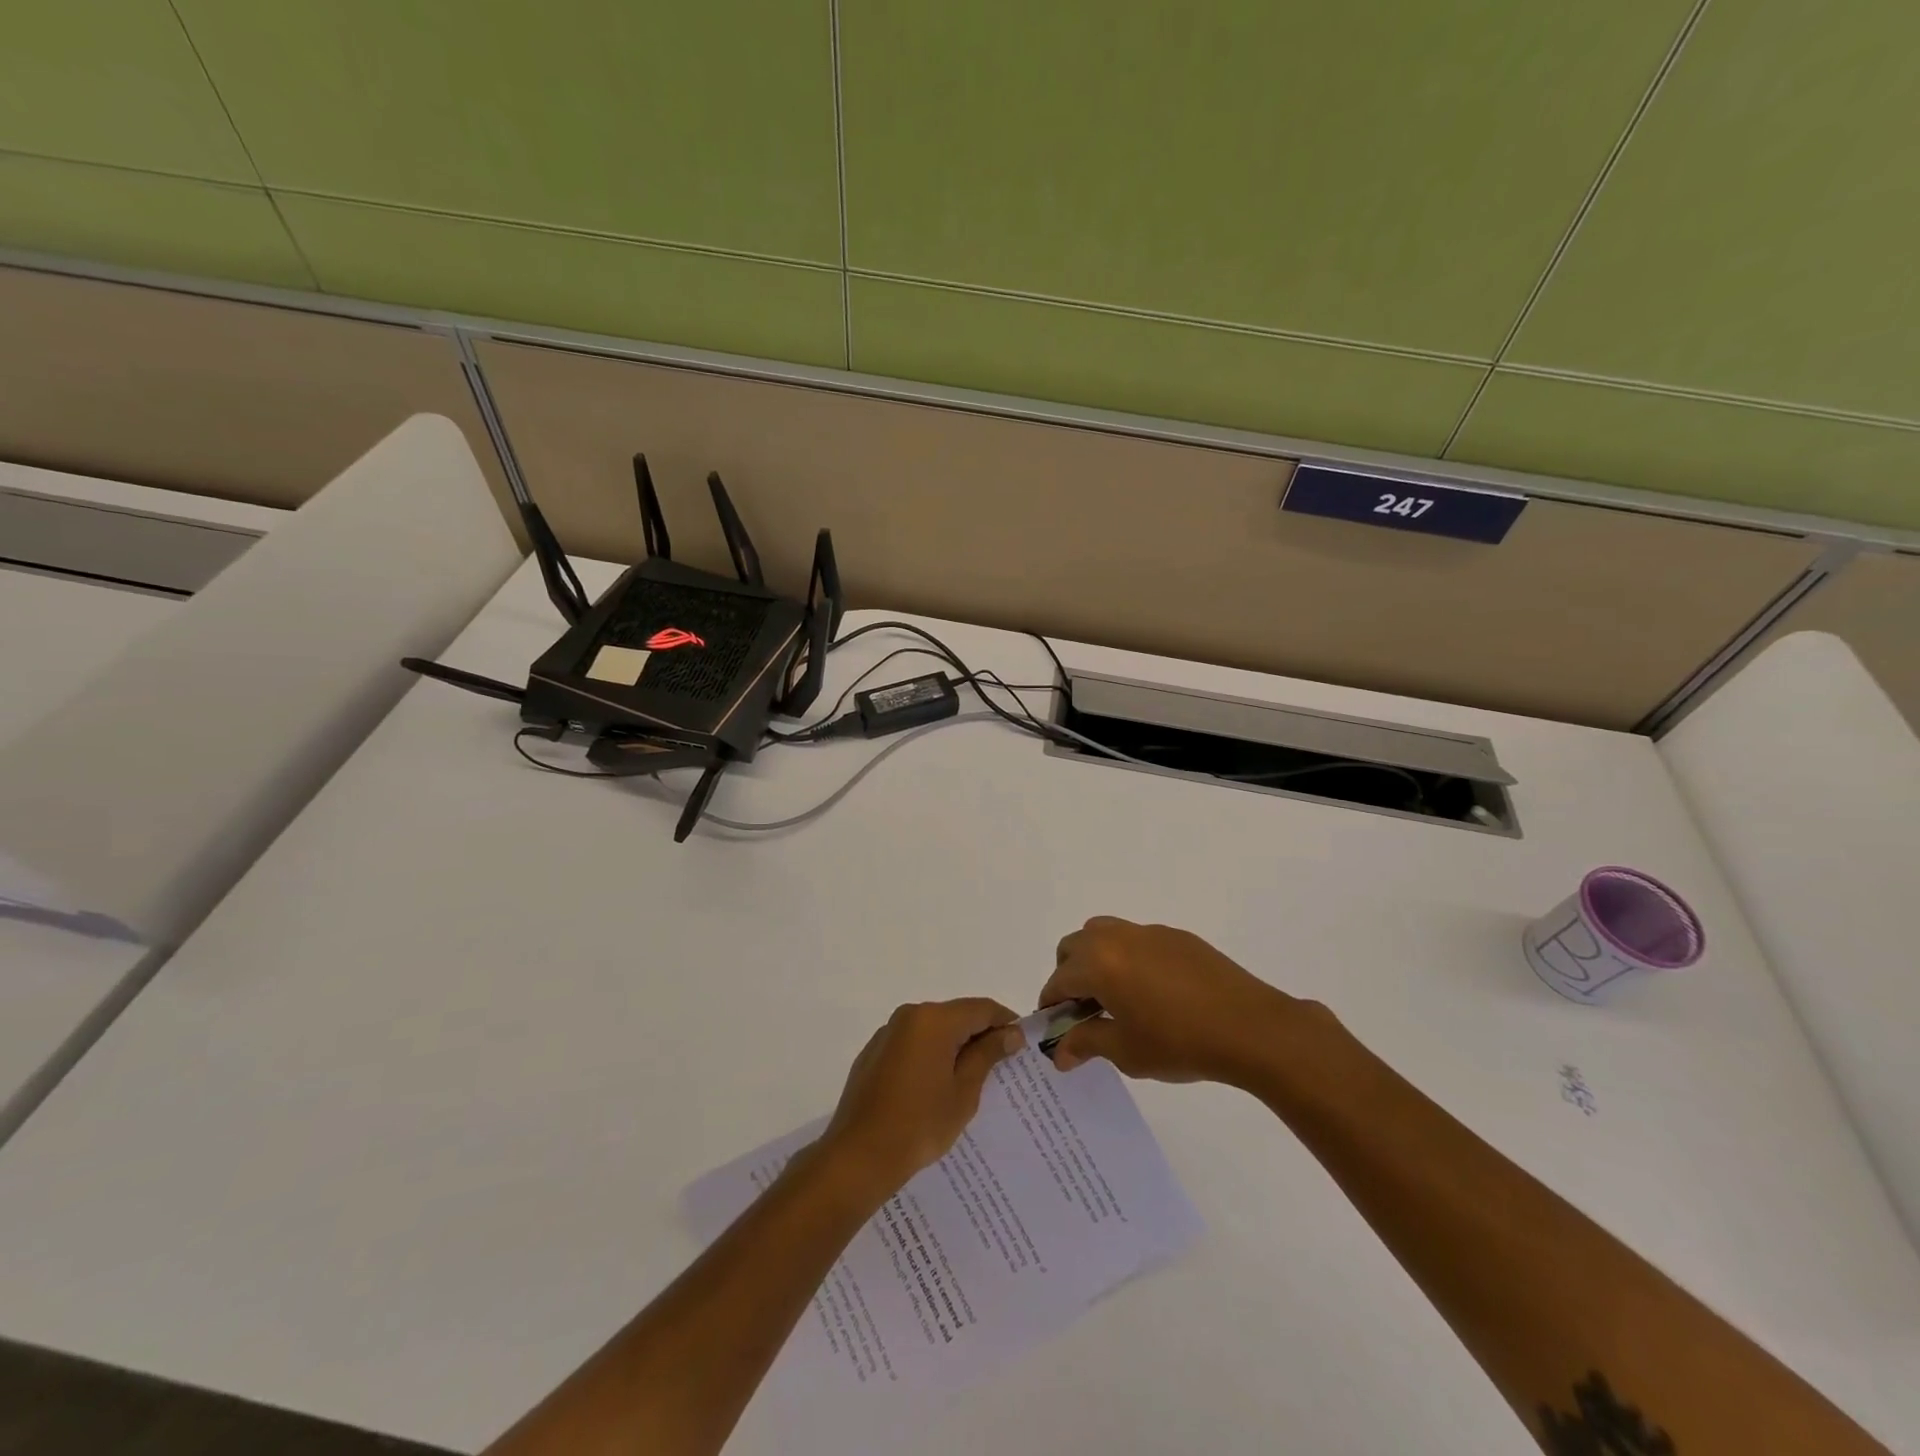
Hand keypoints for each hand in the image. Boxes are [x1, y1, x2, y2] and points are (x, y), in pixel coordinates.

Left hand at [818, 999, 1021, 1198]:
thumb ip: (987, 1055)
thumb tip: (1010, 1033)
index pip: (981, 1008)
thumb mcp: (964, 1092)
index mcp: (934, 1020)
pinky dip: (931, 1054)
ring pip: (934, 1028)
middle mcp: (910, 1015)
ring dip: (955, 1045)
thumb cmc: (920, 1124)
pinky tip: (935, 1086)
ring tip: (970, 1078)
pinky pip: (913, 1043)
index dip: (1005, 1022)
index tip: (1021, 1045)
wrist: (859, 1155)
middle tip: (1000, 1065)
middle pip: (957, 1015)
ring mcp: (889, 1032)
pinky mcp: (874, 1051)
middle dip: (980, 1034)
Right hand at [1040, 917, 1327, 1085]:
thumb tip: (1059, 1052)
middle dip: (1069, 975)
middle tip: (1084, 1012)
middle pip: (1075, 947)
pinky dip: (1129, 958)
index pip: (1058, 980)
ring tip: (1115, 997)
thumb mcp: (1126, 1051)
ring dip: (1096, 959)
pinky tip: (1153, 992)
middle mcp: (1117, 937)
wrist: (1250, 1028)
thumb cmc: (1179, 1043)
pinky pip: (1138, 940)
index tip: (1057, 1030)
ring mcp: (1149, 933)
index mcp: (1098, 963)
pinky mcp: (1177, 937)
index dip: (1052, 1006)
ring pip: (1104, 934)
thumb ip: (1086, 1044)